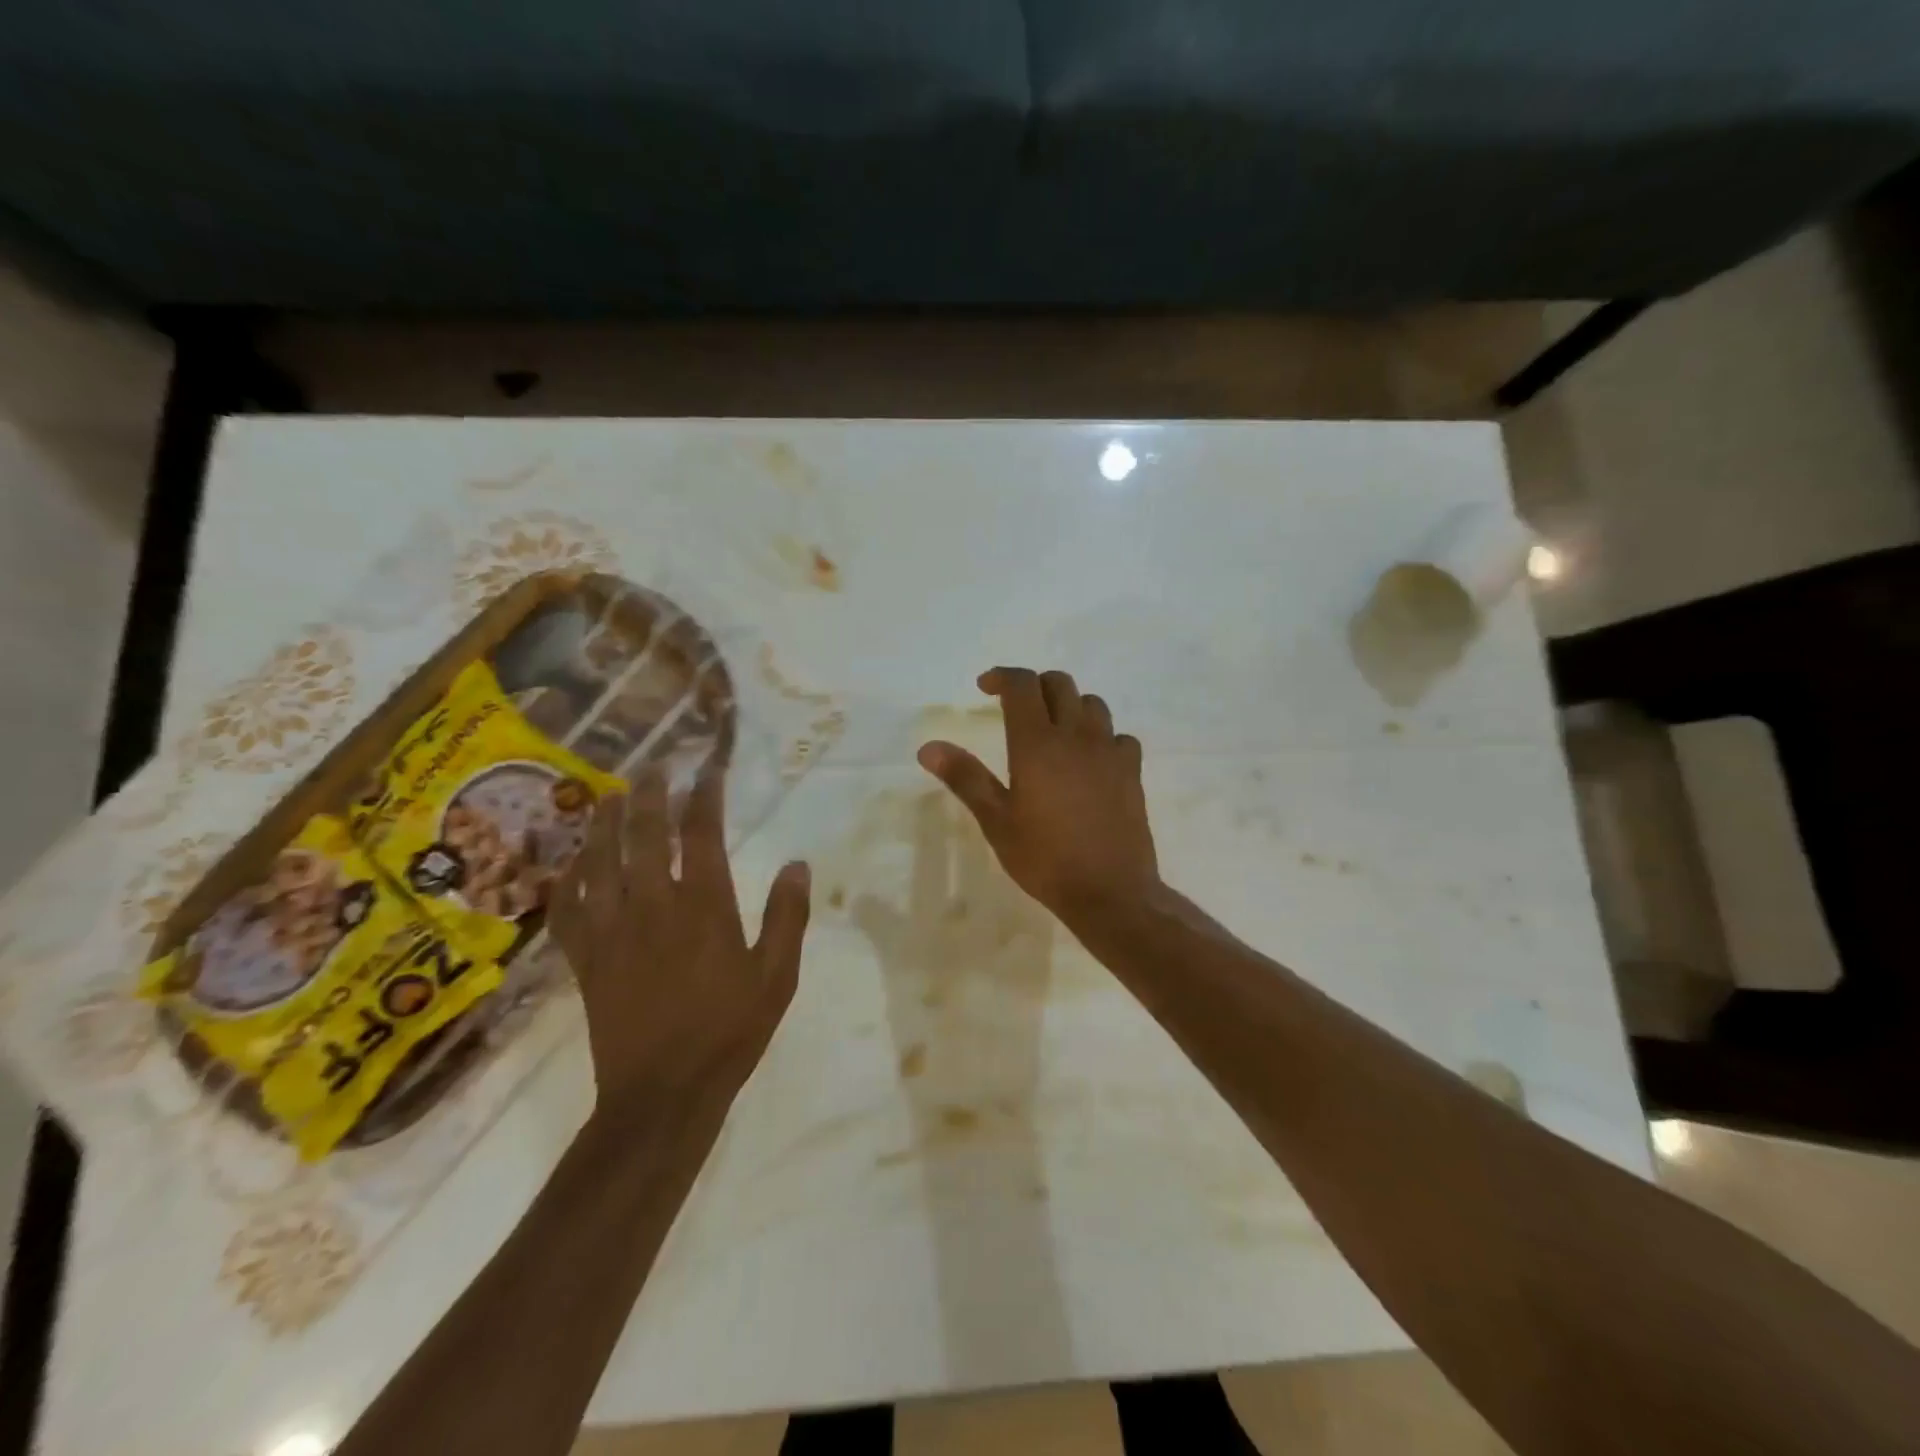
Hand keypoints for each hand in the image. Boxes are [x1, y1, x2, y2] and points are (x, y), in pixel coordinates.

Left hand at [549, 770, 810, 1118]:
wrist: (663, 1094)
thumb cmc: (729, 1031)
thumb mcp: (777, 976)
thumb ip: (787, 916)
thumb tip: (798, 863)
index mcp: (703, 906)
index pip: (700, 834)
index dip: (703, 796)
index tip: (706, 771)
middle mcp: (652, 906)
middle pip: (642, 834)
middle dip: (647, 795)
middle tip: (651, 768)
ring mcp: (612, 930)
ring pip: (599, 861)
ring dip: (603, 824)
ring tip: (607, 797)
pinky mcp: (585, 958)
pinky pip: (568, 909)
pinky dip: (567, 881)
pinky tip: (571, 865)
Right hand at [917, 667, 1158, 931]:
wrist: (1110, 891)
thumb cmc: (1045, 858)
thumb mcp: (996, 821)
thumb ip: (965, 777)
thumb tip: (928, 746)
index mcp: (1037, 743)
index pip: (1022, 685)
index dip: (1002, 677)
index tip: (985, 687)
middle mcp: (1076, 735)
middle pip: (1060, 684)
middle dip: (1035, 686)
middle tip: (1016, 707)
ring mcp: (1109, 751)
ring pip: (1093, 704)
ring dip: (1070, 706)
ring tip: (1054, 730)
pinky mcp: (1132, 771)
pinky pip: (1119, 736)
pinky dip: (1102, 736)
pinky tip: (1091, 759)